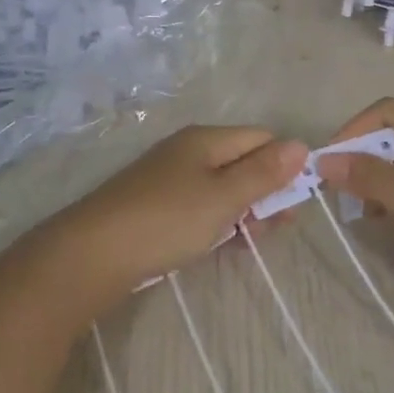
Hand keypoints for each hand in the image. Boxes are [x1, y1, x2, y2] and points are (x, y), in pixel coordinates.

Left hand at [22, 125, 308, 318]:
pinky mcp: (157, 205)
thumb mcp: (223, 197)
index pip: (261, 138)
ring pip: (222, 187)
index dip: (284, 165)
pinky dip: (218, 221)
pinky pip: (201, 205)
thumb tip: (301, 144)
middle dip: (265, 191)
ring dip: (243, 210)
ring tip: (250, 241)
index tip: (295, 202)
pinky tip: (223, 243)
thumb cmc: (166, 220)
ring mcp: (170, 178)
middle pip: (243, 161)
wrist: (92, 254)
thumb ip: (263, 173)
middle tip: (275, 228)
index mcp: (206, 139)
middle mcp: (189, 151)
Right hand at [317, 98, 393, 319]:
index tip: (327, 164)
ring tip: (360, 207)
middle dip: (362, 156)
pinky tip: (383, 215)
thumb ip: (370, 177)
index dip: (353, 131)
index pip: (388, 112)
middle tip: (339, 188)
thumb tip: (324, 160)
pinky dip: (393, 193)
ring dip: (376, 177)